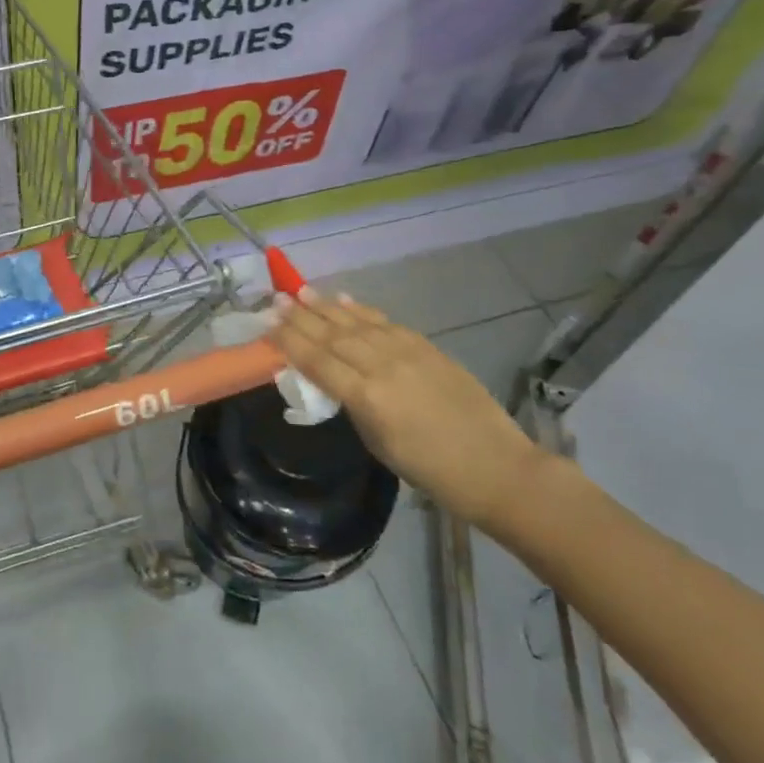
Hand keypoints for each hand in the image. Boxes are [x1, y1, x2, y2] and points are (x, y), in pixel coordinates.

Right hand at [270, 291, 546, 528]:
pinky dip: (362, 310)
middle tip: (276, 300)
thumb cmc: (431, 470)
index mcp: (367, 398)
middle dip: (301, 317)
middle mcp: (383, 366)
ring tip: (301, 292)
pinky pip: (386, 323)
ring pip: (357, 323)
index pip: (317, 361)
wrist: (496, 466)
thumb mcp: (378, 444)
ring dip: (326, 307)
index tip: (267, 325)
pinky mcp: (427, 347)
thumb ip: (352, 407)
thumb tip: (333, 381)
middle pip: (332, 335)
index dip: (289, 341)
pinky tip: (344, 301)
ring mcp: (407, 352)